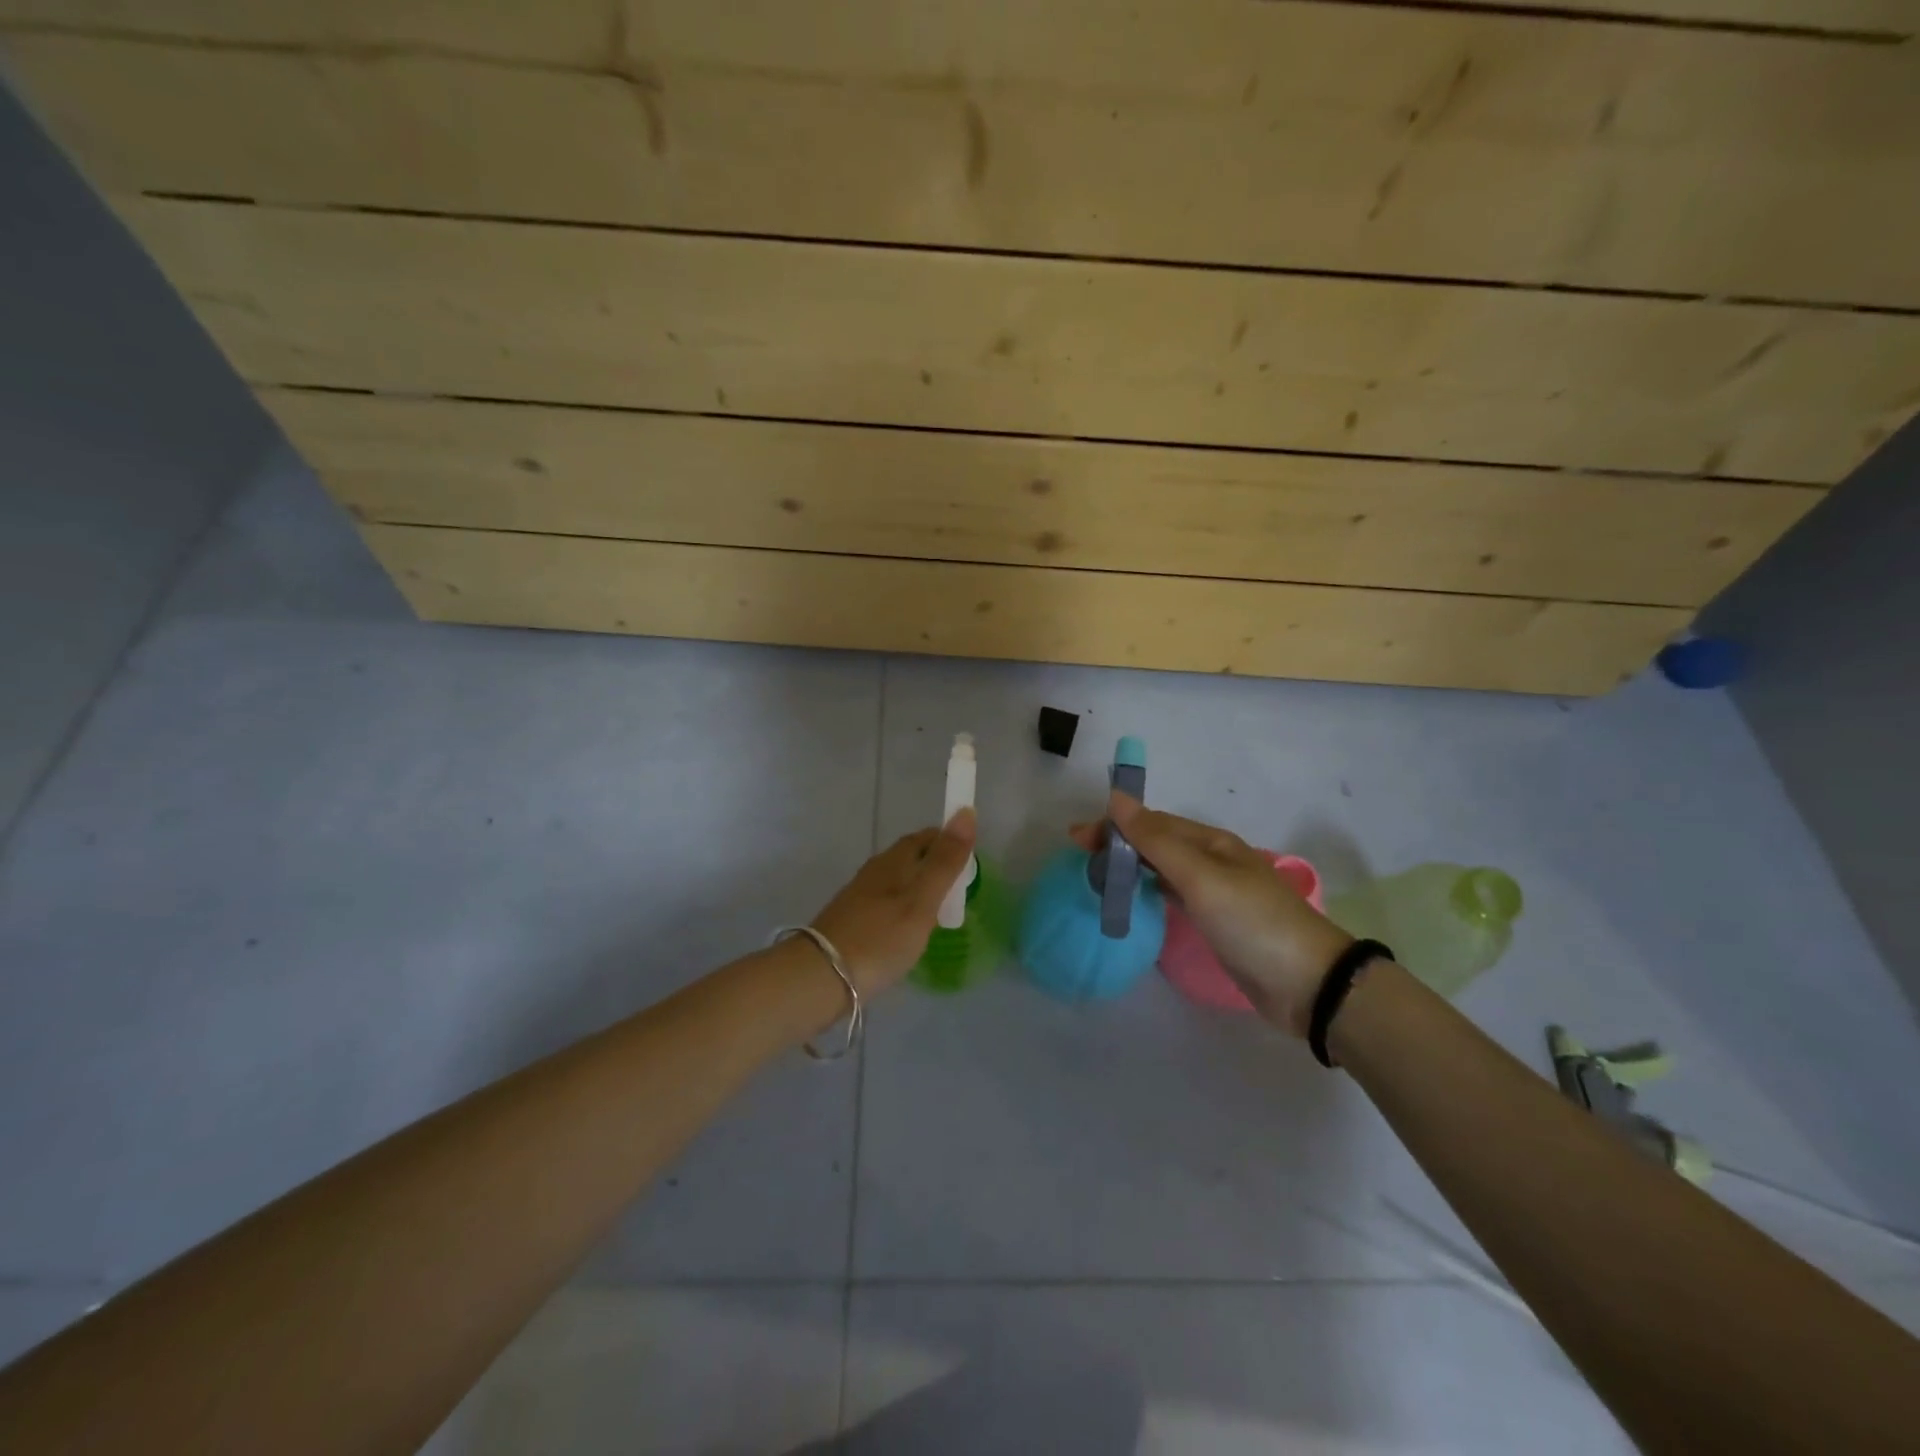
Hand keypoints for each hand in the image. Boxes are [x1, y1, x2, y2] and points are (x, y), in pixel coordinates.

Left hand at [811, 809, 977, 994]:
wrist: (820, 978)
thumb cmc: (879, 938)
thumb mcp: (921, 901)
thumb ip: (945, 862)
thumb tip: (966, 811)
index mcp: (892, 862)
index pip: (924, 837)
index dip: (947, 841)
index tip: (969, 857)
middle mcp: (873, 873)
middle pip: (908, 858)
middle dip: (934, 864)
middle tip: (959, 886)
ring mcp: (858, 898)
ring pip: (895, 882)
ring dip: (918, 887)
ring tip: (939, 909)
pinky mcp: (850, 922)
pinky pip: (884, 904)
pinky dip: (902, 909)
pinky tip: (908, 930)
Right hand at [1072, 793, 1350, 1036]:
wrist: (1308, 984)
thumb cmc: (1252, 922)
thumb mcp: (1201, 877)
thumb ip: (1157, 840)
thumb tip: (1117, 797)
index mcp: (1211, 842)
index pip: (1153, 822)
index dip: (1114, 825)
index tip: (1077, 839)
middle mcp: (1213, 860)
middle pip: (1157, 842)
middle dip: (1119, 843)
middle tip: (1080, 857)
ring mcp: (1216, 892)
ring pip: (1164, 867)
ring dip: (1131, 864)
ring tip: (1099, 874)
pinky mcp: (1217, 922)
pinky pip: (1173, 894)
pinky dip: (1149, 889)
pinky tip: (1136, 897)